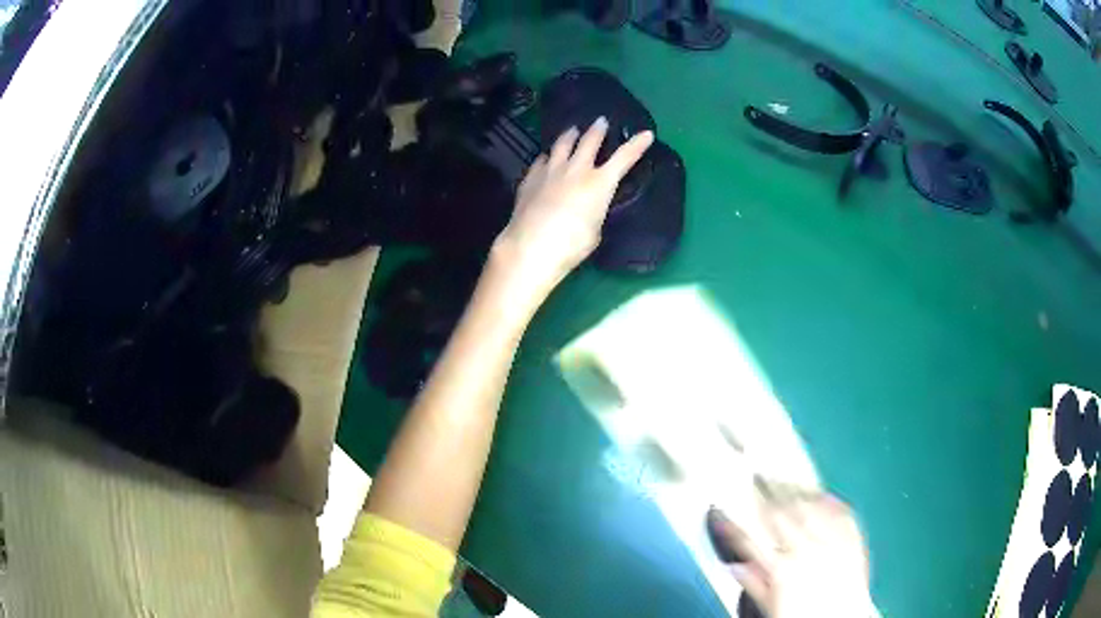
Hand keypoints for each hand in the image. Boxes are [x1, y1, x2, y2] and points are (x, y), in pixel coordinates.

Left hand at [490, 117, 653, 311]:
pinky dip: (547, 156)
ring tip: (572, 130)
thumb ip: (594, 211)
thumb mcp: (595, 230)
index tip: (647, 133)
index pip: (624, 158)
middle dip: (597, 130)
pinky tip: (545, 157)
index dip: (637, 145)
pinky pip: (540, 160)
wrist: (532, 246)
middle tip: (601, 121)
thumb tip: (587, 206)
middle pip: (589, 141)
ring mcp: (550, 171)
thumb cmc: (571, 245)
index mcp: (599, 183)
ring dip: (570, 135)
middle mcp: (576, 170)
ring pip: (562, 144)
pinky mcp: (530, 178)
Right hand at [707, 490, 874, 617]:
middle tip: (756, 474)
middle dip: (767, 493)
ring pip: (810, 508)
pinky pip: (840, 512)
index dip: (732, 523)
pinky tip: (821, 493)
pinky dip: (829, 500)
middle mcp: (806, 549)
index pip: (751, 540)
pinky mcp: (853, 538)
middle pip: (781, 515)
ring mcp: (833, 540)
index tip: (719, 509)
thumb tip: (733, 564)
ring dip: (796, 490)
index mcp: (782, 568)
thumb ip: (754, 583)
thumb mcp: (773, 607)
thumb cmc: (804, 616)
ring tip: (785, 477)